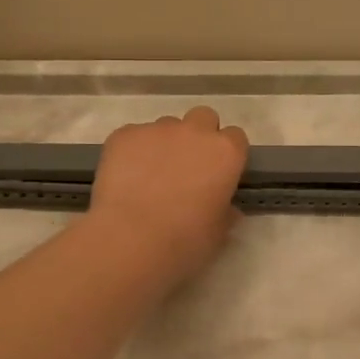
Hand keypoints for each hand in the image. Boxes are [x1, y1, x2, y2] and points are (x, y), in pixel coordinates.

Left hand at [89, 106, 249, 281]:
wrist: (131, 239)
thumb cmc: (185, 240)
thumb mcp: (218, 233)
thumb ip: (225, 212)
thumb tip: (226, 208)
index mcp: (226, 153)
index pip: (235, 137)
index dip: (226, 154)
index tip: (218, 173)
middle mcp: (195, 132)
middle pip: (203, 118)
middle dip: (198, 135)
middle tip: (187, 166)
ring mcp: (157, 129)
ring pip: (166, 126)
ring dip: (165, 144)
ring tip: (150, 175)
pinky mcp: (124, 135)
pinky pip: (133, 136)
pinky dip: (133, 151)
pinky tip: (125, 177)